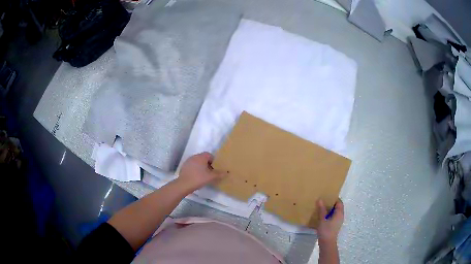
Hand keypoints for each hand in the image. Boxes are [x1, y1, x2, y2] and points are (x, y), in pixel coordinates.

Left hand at [178, 152, 226, 190]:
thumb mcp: (211, 177)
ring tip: (204, 175)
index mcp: (201, 157)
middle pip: (203, 158)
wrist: (184, 184)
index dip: (214, 161)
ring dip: (201, 167)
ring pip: (197, 162)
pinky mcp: (184, 166)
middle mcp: (194, 156)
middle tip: (210, 173)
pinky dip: (195, 170)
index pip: (209, 155)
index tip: (215, 169)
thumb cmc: (199, 178)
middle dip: (207, 164)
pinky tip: (196, 177)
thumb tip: (227, 172)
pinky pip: (192, 166)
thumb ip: (219, 174)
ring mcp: (188, 161)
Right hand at [316, 199, 343, 244]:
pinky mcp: (334, 225)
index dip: (334, 198)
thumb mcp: (322, 220)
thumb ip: (322, 210)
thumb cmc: (326, 230)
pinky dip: (328, 214)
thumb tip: (320, 199)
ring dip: (329, 209)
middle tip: (323, 200)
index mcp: (339, 213)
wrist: (327, 243)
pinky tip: (321, 215)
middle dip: (331, 203)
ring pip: (335, 212)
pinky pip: (333, 216)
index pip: (339, 202)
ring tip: (321, 207)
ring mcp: (338, 221)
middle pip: (338, 207)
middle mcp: (340, 216)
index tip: (327, 196)